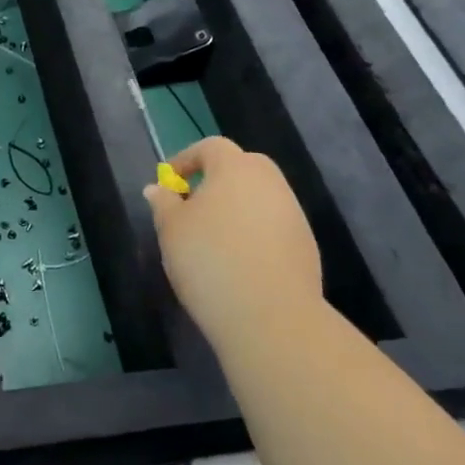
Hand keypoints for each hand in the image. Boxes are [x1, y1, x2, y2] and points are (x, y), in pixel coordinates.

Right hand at [143, 138, 321, 337]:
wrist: (270, 317)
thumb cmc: (209, 260)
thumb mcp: (171, 229)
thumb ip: (163, 203)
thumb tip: (158, 189)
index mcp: (235, 168)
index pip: (211, 147)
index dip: (186, 159)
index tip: (169, 182)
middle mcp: (270, 183)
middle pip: (242, 167)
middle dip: (217, 179)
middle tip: (194, 205)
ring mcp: (293, 214)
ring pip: (260, 197)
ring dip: (237, 207)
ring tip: (213, 238)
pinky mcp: (306, 246)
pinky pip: (273, 226)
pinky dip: (255, 233)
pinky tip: (238, 261)